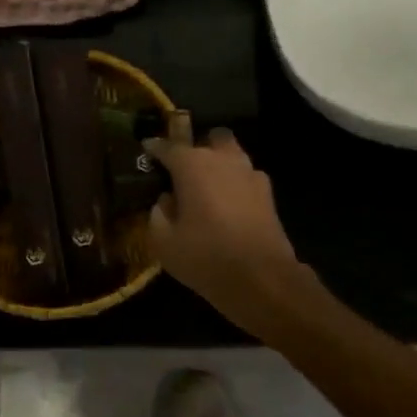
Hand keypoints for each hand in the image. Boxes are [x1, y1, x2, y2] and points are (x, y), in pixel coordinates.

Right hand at [144, 115, 305, 327]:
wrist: (262, 278)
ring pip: (232, 155)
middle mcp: (223, 160)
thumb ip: (157, 215)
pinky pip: (246, 177)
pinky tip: (229, 205)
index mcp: (193, 165)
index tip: (147, 149)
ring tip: (207, 188)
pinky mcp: (268, 193)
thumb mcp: (165, 243)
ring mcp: (250, 173)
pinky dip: (236, 184)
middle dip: (198, 149)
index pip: (169, 146)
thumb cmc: (206, 257)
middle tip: (185, 171)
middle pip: (210, 139)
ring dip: (220, 164)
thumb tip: (165, 201)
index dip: (155, 148)